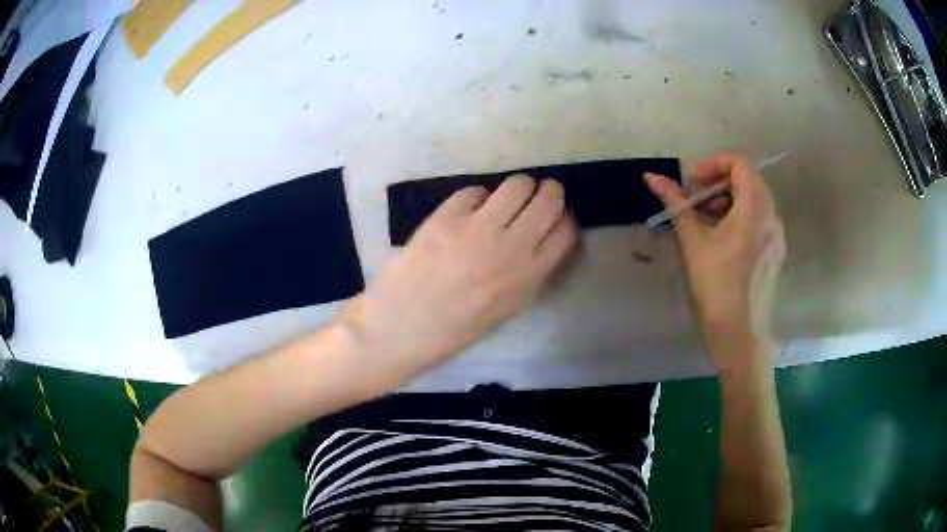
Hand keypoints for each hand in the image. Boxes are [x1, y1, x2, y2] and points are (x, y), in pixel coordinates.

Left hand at [338, 176, 576, 382]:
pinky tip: (466, 213)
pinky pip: (474, 191)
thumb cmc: (452, 329)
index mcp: (528, 279)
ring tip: (504, 199)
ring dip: (517, 188)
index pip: (565, 232)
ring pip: (517, 185)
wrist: (400, 328)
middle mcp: (511, 249)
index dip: (563, 218)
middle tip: (537, 195)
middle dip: (548, 192)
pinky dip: (475, 198)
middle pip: (549, 200)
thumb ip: (527, 273)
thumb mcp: (505, 309)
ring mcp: (477, 230)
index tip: (555, 217)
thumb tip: (538, 238)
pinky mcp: (446, 218)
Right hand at [645, 152, 784, 369]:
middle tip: (694, 200)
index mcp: (756, 207)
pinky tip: (721, 239)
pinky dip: (739, 218)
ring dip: (727, 200)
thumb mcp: (693, 241)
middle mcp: (772, 215)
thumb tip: (652, 177)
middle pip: (748, 180)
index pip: (739, 163)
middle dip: (718, 182)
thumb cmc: (716, 285)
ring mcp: (776, 235)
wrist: (740, 334)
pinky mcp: (775, 252)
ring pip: (753, 201)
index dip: (713, 164)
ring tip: (704, 221)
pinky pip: (759, 221)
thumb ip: (676, 204)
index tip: (692, 181)